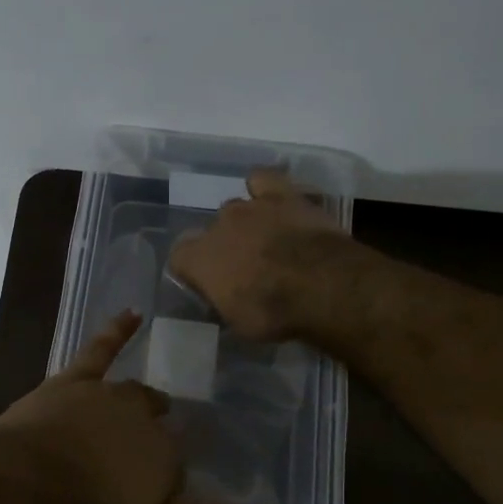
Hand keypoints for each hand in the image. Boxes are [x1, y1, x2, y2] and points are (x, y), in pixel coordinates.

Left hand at [0, 312, 243, 503]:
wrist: (21, 480)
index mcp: (165, 458)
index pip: (177, 468)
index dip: (165, 483)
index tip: (154, 495)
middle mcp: (145, 420)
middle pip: (159, 427)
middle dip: (158, 439)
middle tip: (148, 456)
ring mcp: (110, 394)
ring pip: (137, 393)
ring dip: (146, 401)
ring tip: (152, 406)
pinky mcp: (76, 380)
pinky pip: (103, 348)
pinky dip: (119, 330)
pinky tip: (133, 313)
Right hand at [167, 168, 350, 341]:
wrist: (323, 286)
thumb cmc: (275, 314)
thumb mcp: (239, 323)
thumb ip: (224, 302)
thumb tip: (225, 296)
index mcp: (199, 259)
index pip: (180, 258)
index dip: (193, 270)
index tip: (209, 284)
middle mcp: (218, 227)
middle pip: (212, 232)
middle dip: (225, 247)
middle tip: (247, 267)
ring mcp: (249, 207)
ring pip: (236, 209)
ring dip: (246, 224)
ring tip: (267, 240)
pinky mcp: (281, 195)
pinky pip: (263, 180)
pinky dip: (263, 187)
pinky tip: (271, 200)